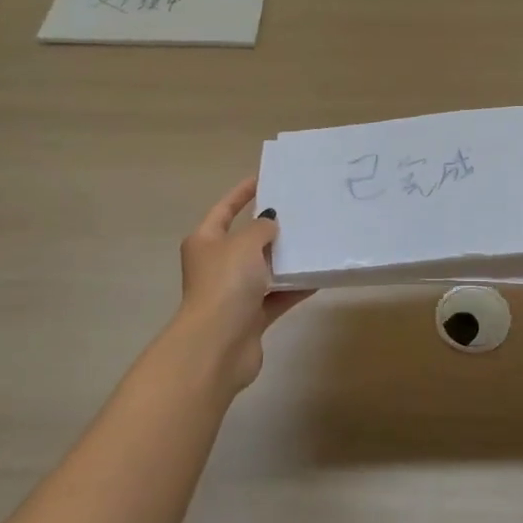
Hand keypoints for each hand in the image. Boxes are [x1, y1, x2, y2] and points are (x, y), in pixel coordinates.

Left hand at [174, 177, 313, 392]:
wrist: (218, 345)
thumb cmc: (226, 284)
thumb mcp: (245, 244)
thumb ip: (261, 228)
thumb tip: (270, 222)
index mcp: (205, 242)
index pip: (224, 210)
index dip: (241, 193)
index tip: (263, 178)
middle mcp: (216, 266)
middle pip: (245, 241)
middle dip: (270, 228)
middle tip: (300, 211)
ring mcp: (233, 293)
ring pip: (264, 270)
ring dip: (285, 260)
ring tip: (314, 241)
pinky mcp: (250, 318)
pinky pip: (277, 297)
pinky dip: (294, 288)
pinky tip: (318, 277)